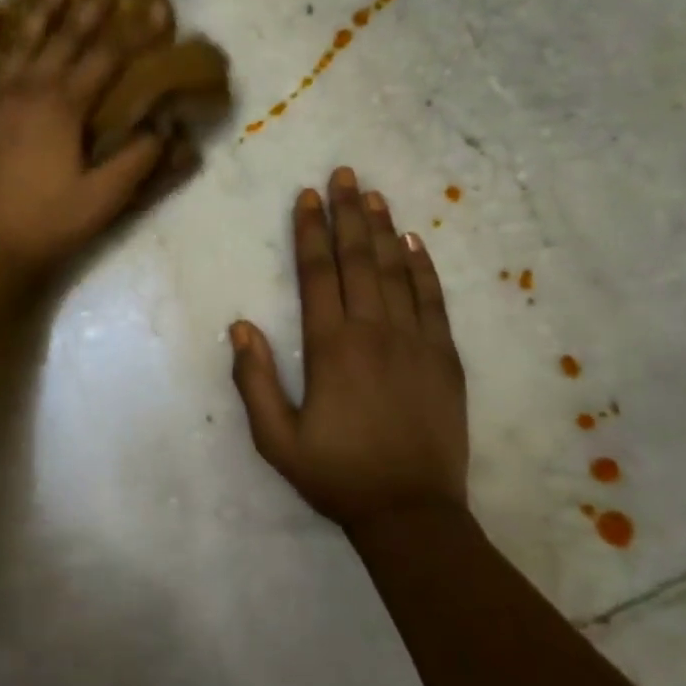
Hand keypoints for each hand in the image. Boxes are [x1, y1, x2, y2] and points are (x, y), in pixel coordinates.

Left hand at [0, 0, 165, 282]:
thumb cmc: (49, 224)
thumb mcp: (105, 198)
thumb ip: (138, 159)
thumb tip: (166, 125)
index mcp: (64, 108)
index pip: (107, 60)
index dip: (135, 33)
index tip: (157, 6)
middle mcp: (29, 91)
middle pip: (65, 41)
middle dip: (90, 8)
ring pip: (20, 45)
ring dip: (40, 13)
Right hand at [230, 168, 469, 530]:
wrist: (410, 512)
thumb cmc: (336, 475)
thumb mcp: (276, 439)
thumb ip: (254, 381)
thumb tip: (240, 326)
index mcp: (330, 348)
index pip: (318, 274)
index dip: (311, 232)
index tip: (307, 197)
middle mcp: (373, 332)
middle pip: (358, 260)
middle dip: (347, 214)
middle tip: (343, 174)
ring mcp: (415, 341)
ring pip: (396, 271)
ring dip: (382, 230)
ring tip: (372, 195)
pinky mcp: (444, 357)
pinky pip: (433, 300)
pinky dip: (422, 268)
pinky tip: (413, 243)